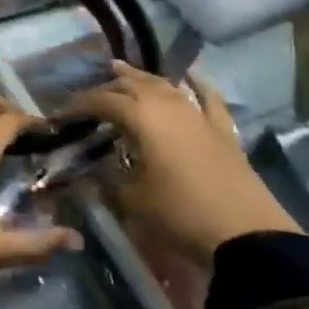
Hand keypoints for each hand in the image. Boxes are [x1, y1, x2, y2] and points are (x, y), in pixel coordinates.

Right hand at [66, 62, 296, 269]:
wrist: (246, 235)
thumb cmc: (180, 214)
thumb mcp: (133, 201)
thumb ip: (107, 180)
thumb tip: (89, 171)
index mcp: (141, 117)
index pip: (101, 101)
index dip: (79, 105)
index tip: (62, 113)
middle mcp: (167, 106)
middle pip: (132, 85)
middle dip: (108, 86)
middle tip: (90, 96)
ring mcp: (197, 114)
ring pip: (165, 85)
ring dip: (142, 78)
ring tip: (124, 73)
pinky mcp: (222, 130)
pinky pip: (208, 98)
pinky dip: (197, 84)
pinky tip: (191, 75)